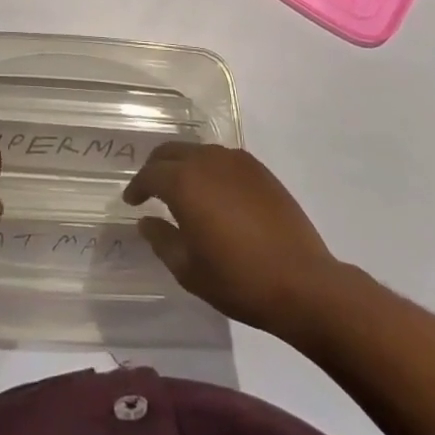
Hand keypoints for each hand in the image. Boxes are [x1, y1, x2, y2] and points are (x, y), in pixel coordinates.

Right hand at [123, 142, 338, 335]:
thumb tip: (147, 221)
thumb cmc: (238, 279)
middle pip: (171, 152)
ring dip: (183, 165)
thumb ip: (162, 240)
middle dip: (156, 167)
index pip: (150, 174)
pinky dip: (208, 169)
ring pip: (198, 151)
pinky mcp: (259, 170)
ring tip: (181, 190)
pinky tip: (214, 192)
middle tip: (150, 189)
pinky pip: (222, 159)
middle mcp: (207, 161)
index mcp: (184, 182)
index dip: (137, 187)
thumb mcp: (189, 270)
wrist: (302, 282)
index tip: (131, 201)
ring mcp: (236, 161)